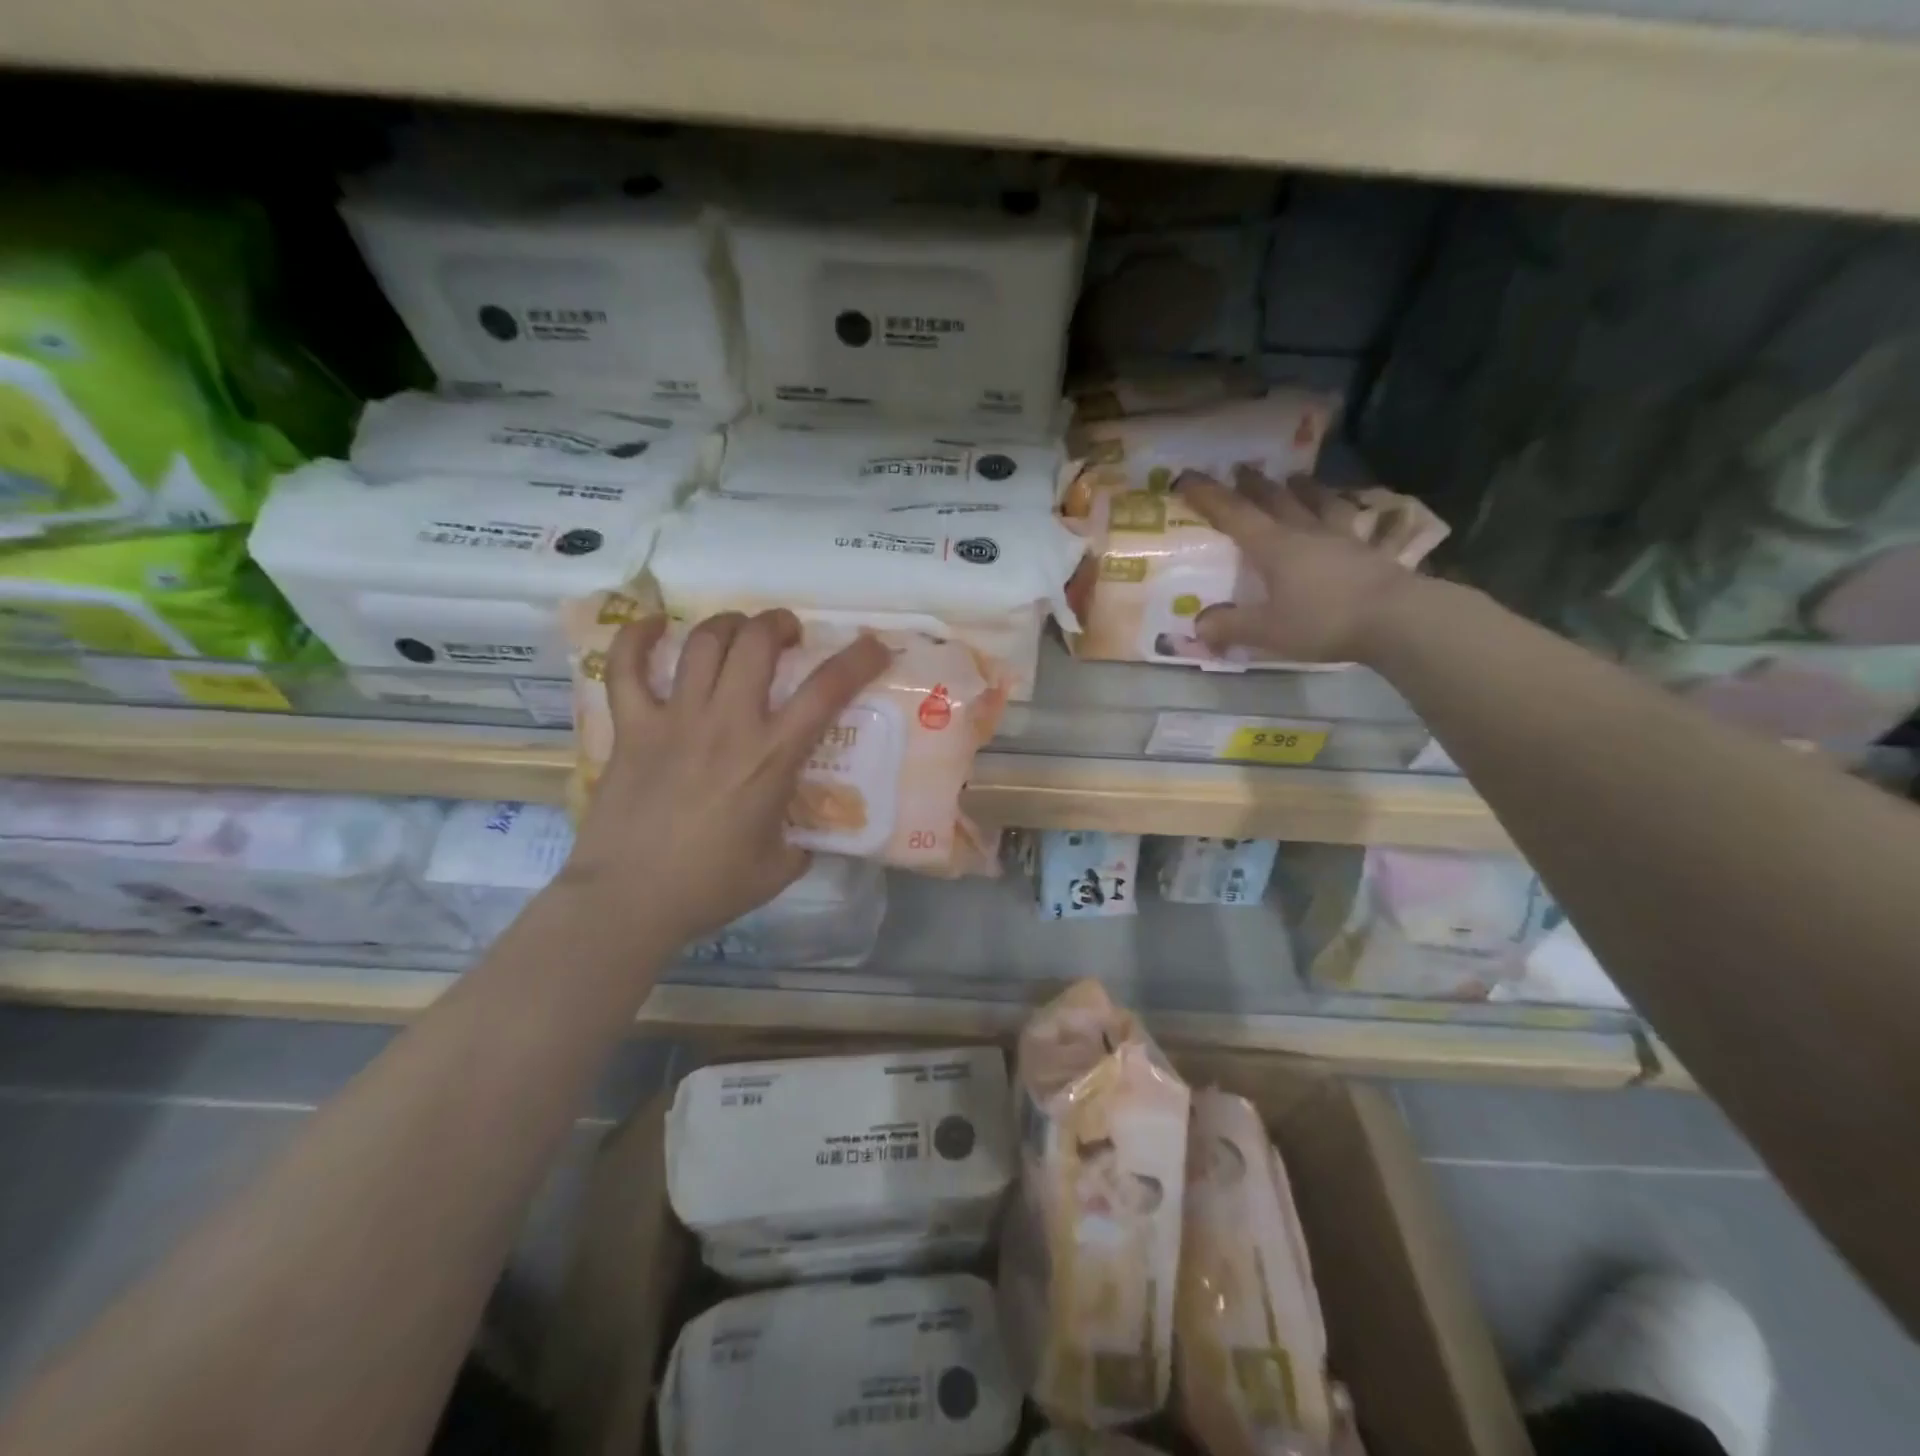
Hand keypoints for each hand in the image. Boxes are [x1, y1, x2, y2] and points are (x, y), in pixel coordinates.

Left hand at [562, 609, 890, 943]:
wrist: (628, 900)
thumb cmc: (709, 887)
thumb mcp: (780, 867)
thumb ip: (802, 842)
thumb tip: (809, 835)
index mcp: (772, 756)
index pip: (826, 690)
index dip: (857, 659)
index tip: (873, 645)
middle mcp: (727, 723)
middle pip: (756, 642)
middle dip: (778, 624)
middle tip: (786, 635)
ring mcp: (675, 719)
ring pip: (702, 643)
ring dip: (727, 624)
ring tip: (737, 632)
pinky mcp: (631, 727)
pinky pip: (626, 667)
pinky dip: (637, 637)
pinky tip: (654, 625)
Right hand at [1177, 468, 1431, 664]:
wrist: (1396, 618)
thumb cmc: (1324, 620)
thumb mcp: (1268, 630)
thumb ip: (1231, 626)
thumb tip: (1199, 625)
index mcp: (1275, 547)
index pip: (1234, 515)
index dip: (1208, 496)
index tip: (1187, 477)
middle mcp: (1305, 532)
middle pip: (1276, 500)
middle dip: (1254, 485)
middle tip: (1241, 469)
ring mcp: (1341, 538)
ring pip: (1318, 503)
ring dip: (1304, 488)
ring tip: (1296, 477)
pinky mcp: (1369, 551)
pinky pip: (1353, 522)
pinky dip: (1344, 511)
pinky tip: (1347, 510)